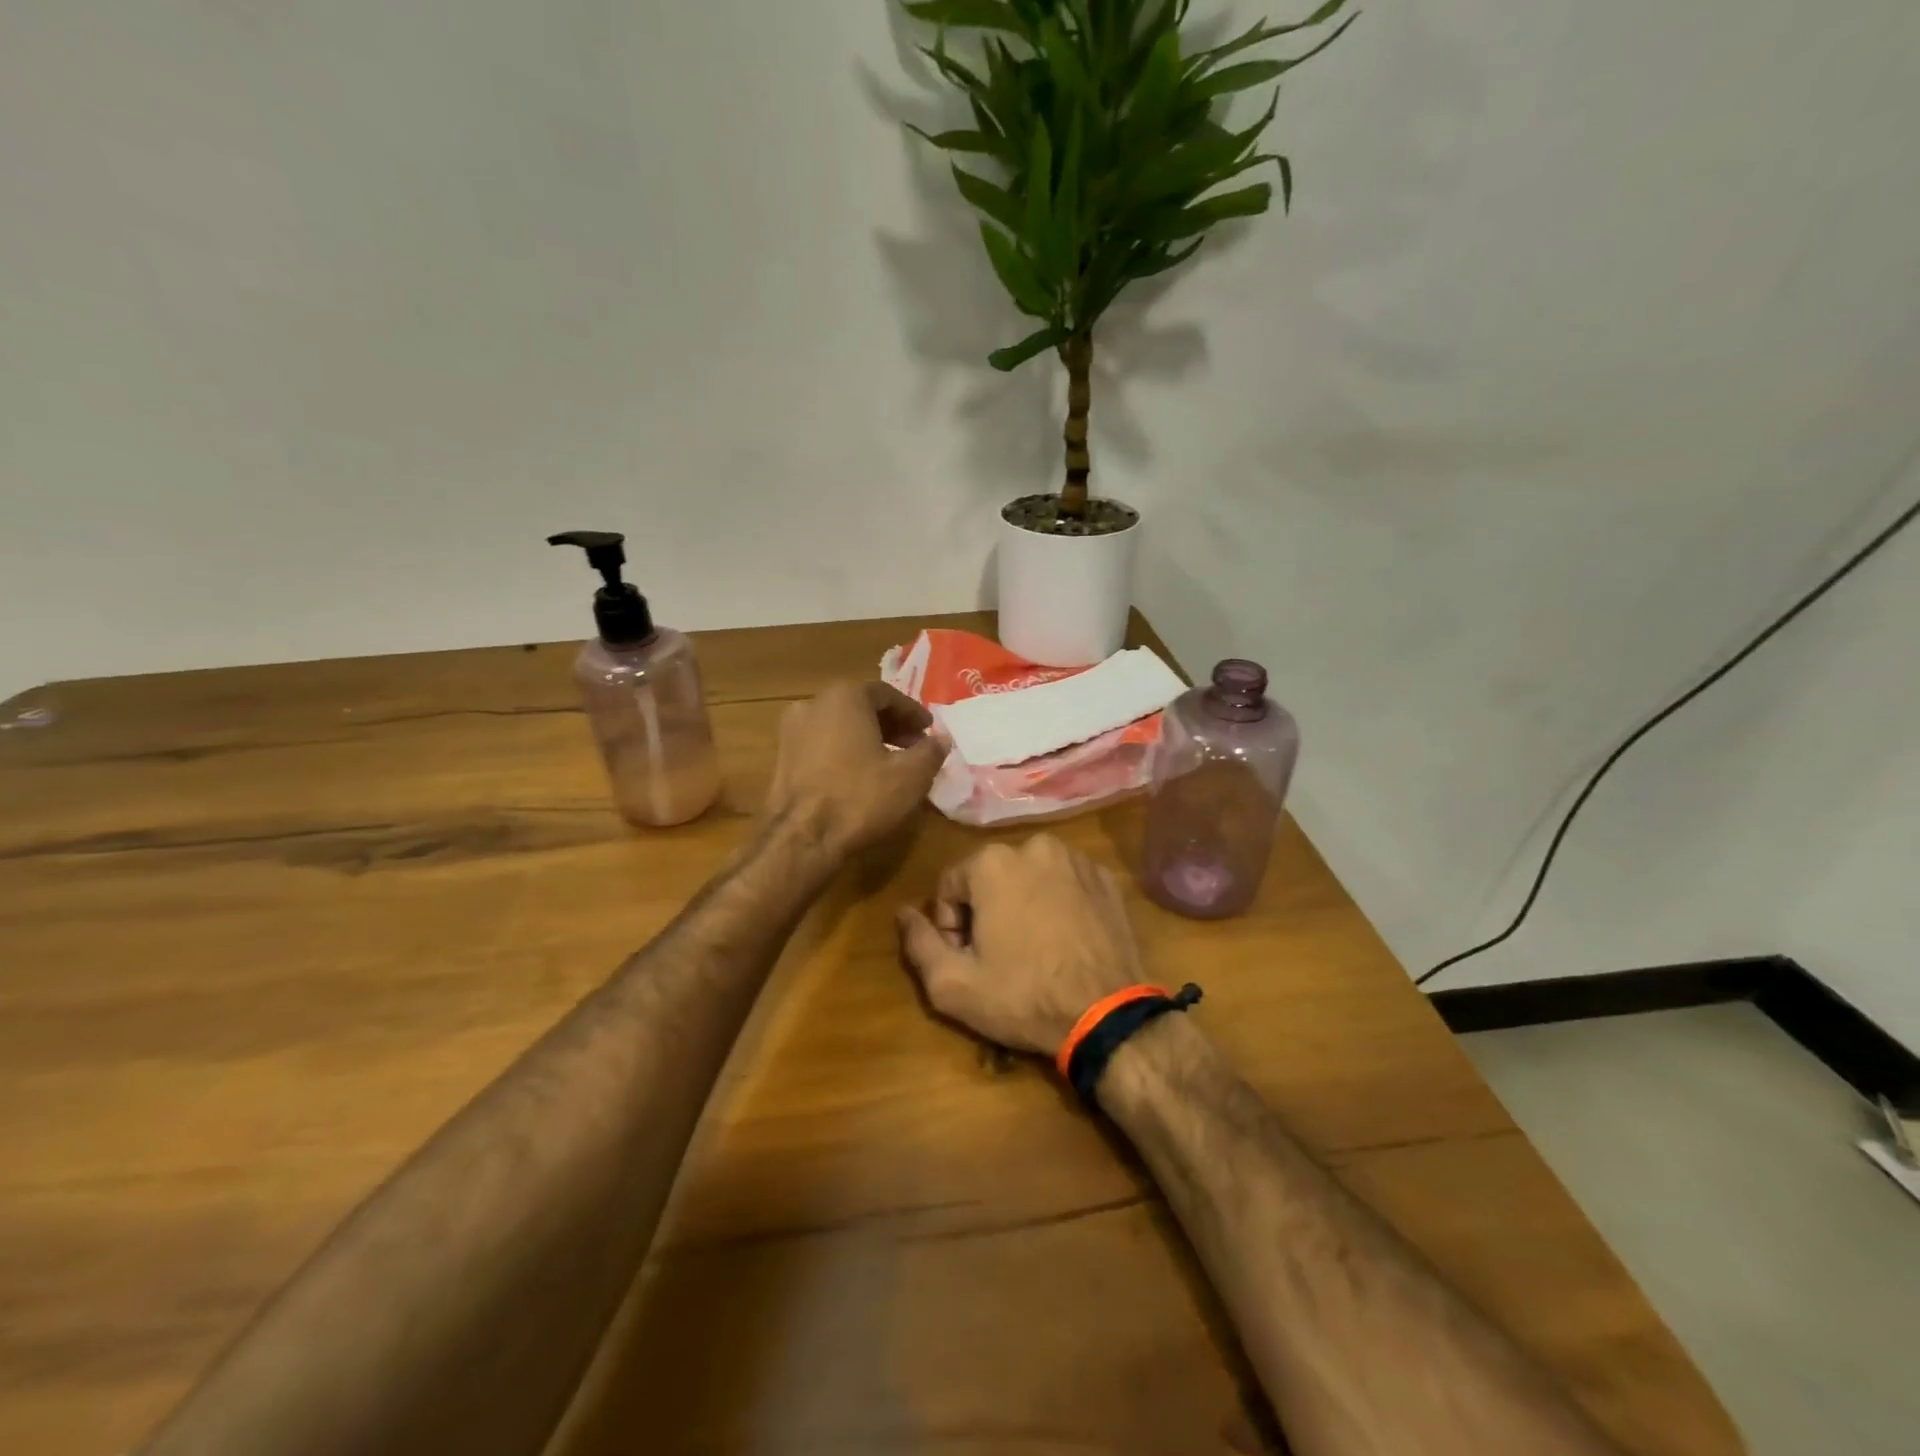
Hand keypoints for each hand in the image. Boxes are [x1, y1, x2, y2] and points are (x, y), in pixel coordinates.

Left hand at [766, 681, 945, 857]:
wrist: (801, 839)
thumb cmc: (860, 798)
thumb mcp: (911, 776)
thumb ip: (931, 751)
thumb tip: (941, 739)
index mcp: (845, 696)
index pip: (887, 694)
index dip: (913, 712)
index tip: (929, 730)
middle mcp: (813, 704)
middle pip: (861, 706)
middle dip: (891, 724)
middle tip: (914, 745)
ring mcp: (792, 731)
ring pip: (840, 725)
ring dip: (868, 738)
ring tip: (890, 762)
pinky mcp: (782, 758)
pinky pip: (822, 744)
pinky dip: (845, 751)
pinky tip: (860, 776)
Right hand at [897, 835, 1143, 1055]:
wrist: (1106, 1013)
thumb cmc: (1022, 997)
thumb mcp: (953, 984)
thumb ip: (918, 943)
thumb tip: (904, 912)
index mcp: (992, 862)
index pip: (950, 886)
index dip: (951, 926)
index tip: (968, 959)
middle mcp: (1034, 846)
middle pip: (990, 878)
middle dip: (986, 912)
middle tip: (998, 957)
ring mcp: (1075, 859)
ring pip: (1029, 877)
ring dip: (1022, 904)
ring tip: (1033, 950)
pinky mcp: (1105, 878)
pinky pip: (1065, 883)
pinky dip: (1057, 904)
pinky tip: (1063, 941)